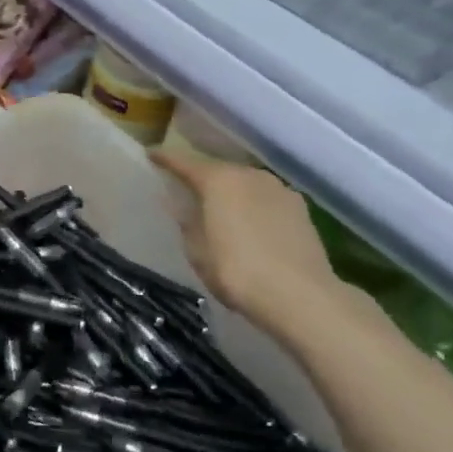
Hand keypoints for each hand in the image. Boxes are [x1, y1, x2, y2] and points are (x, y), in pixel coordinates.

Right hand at [152, 148, 351, 349]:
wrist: (301, 296)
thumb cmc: (237, 271)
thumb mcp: (198, 252)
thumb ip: (186, 222)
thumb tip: (176, 203)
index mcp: (218, 181)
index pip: (184, 162)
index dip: (165, 159)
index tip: (151, 155)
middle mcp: (249, 175)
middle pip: (218, 170)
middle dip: (202, 179)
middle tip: (188, 191)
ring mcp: (279, 189)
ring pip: (246, 184)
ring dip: (232, 193)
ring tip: (222, 210)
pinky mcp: (300, 208)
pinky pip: (267, 199)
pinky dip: (254, 206)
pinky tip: (252, 225)